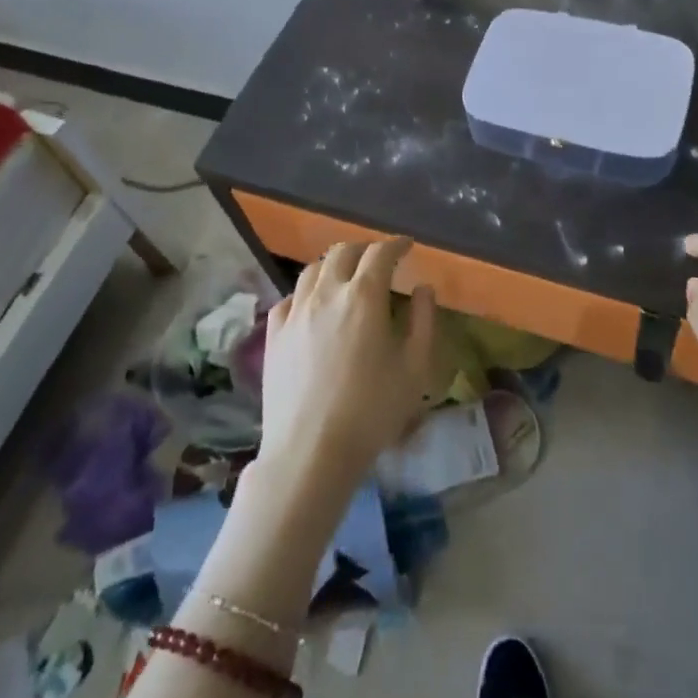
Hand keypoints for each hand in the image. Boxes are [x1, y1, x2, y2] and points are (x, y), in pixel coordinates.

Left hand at [258, 239, 436, 499]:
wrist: (310, 452)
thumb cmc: (372, 410)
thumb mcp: (415, 368)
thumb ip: (424, 320)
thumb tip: (423, 289)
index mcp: (364, 295)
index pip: (381, 253)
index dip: (396, 244)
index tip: (407, 246)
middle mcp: (327, 292)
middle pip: (343, 252)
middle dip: (365, 249)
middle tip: (379, 260)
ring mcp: (295, 312)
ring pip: (313, 270)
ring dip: (334, 265)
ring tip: (346, 277)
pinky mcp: (273, 336)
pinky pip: (289, 298)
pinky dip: (306, 292)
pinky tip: (312, 306)